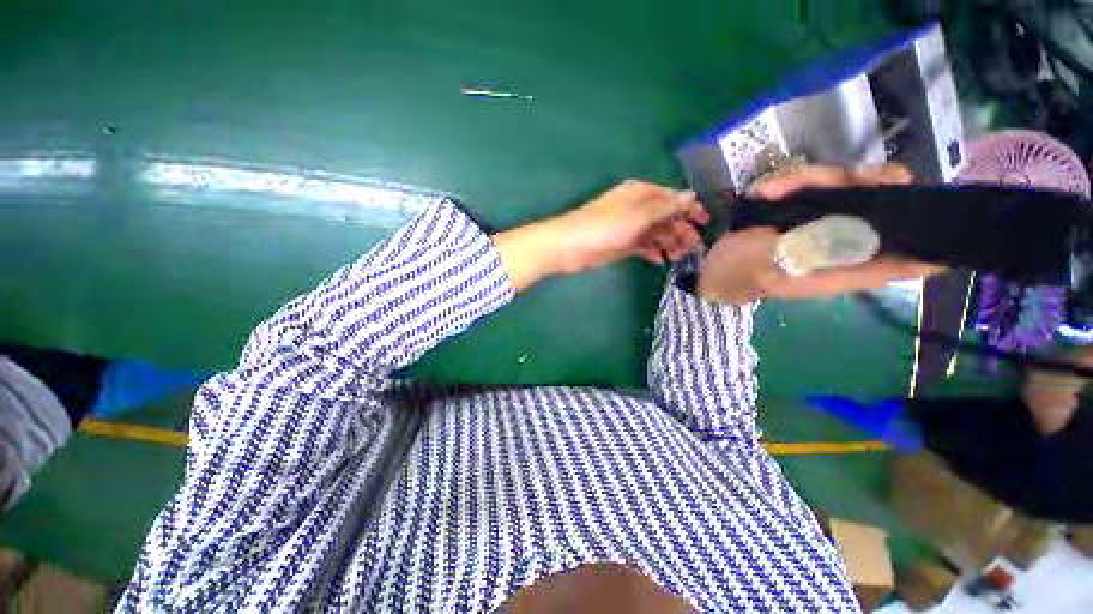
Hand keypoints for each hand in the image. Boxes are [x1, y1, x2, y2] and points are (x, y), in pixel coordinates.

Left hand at [550, 180, 709, 272]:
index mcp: (640, 194)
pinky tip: (660, 261)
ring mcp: (629, 228)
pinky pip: (643, 247)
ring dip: (669, 243)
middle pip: (666, 217)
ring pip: (656, 233)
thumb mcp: (638, 216)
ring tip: (679, 257)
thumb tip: (692, 195)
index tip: (706, 222)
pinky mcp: (622, 245)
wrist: (569, 247)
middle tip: (694, 247)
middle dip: (681, 230)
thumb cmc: (604, 227)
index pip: (672, 197)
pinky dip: (652, 252)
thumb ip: (665, 208)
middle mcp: (636, 208)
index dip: (690, 209)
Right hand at [696, 164, 943, 304]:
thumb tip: (869, 230)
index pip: (910, 258)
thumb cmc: (737, 272)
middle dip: (869, 184)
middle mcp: (844, 244)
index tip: (945, 206)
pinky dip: (791, 182)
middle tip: (845, 176)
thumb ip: (813, 248)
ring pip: (849, 188)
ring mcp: (822, 226)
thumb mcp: (770, 263)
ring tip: (769, 190)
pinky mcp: (803, 214)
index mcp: (846, 268)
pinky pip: (815, 187)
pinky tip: (762, 190)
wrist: (711, 269)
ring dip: (812, 180)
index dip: (936, 237)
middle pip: (886, 205)